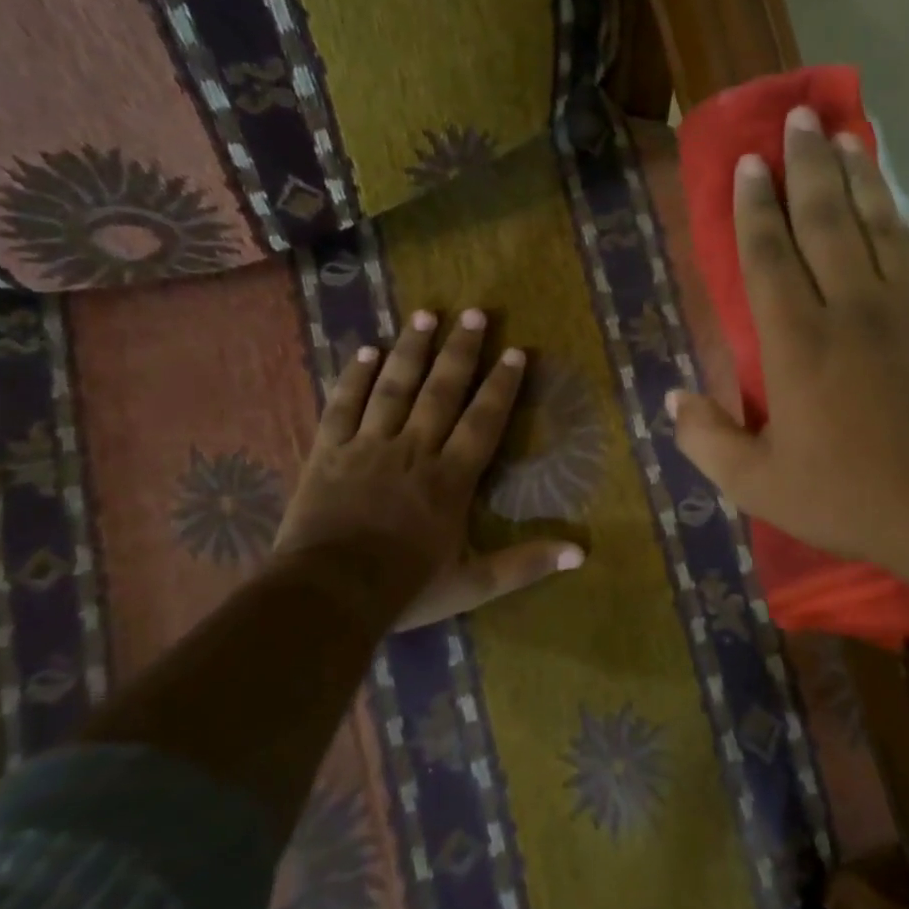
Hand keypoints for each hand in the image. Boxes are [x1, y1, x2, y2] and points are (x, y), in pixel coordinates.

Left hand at [275, 308, 583, 628]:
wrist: (328, 595)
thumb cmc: (405, 588)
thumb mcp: (474, 584)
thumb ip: (526, 564)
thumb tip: (581, 554)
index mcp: (451, 478)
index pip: (483, 421)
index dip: (501, 386)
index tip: (515, 352)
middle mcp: (414, 450)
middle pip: (441, 391)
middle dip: (461, 351)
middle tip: (474, 313)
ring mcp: (368, 446)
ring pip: (394, 387)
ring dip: (412, 350)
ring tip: (426, 314)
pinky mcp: (329, 452)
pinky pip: (344, 405)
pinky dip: (355, 377)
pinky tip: (367, 351)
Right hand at [668, 106, 908, 598]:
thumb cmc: (849, 498)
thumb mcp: (759, 486)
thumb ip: (707, 442)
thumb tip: (672, 400)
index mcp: (798, 345)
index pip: (769, 257)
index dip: (755, 207)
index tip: (750, 162)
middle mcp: (849, 310)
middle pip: (825, 221)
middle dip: (808, 166)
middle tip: (799, 117)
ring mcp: (902, 310)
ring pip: (875, 225)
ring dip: (857, 176)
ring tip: (844, 135)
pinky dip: (894, 218)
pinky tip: (887, 202)